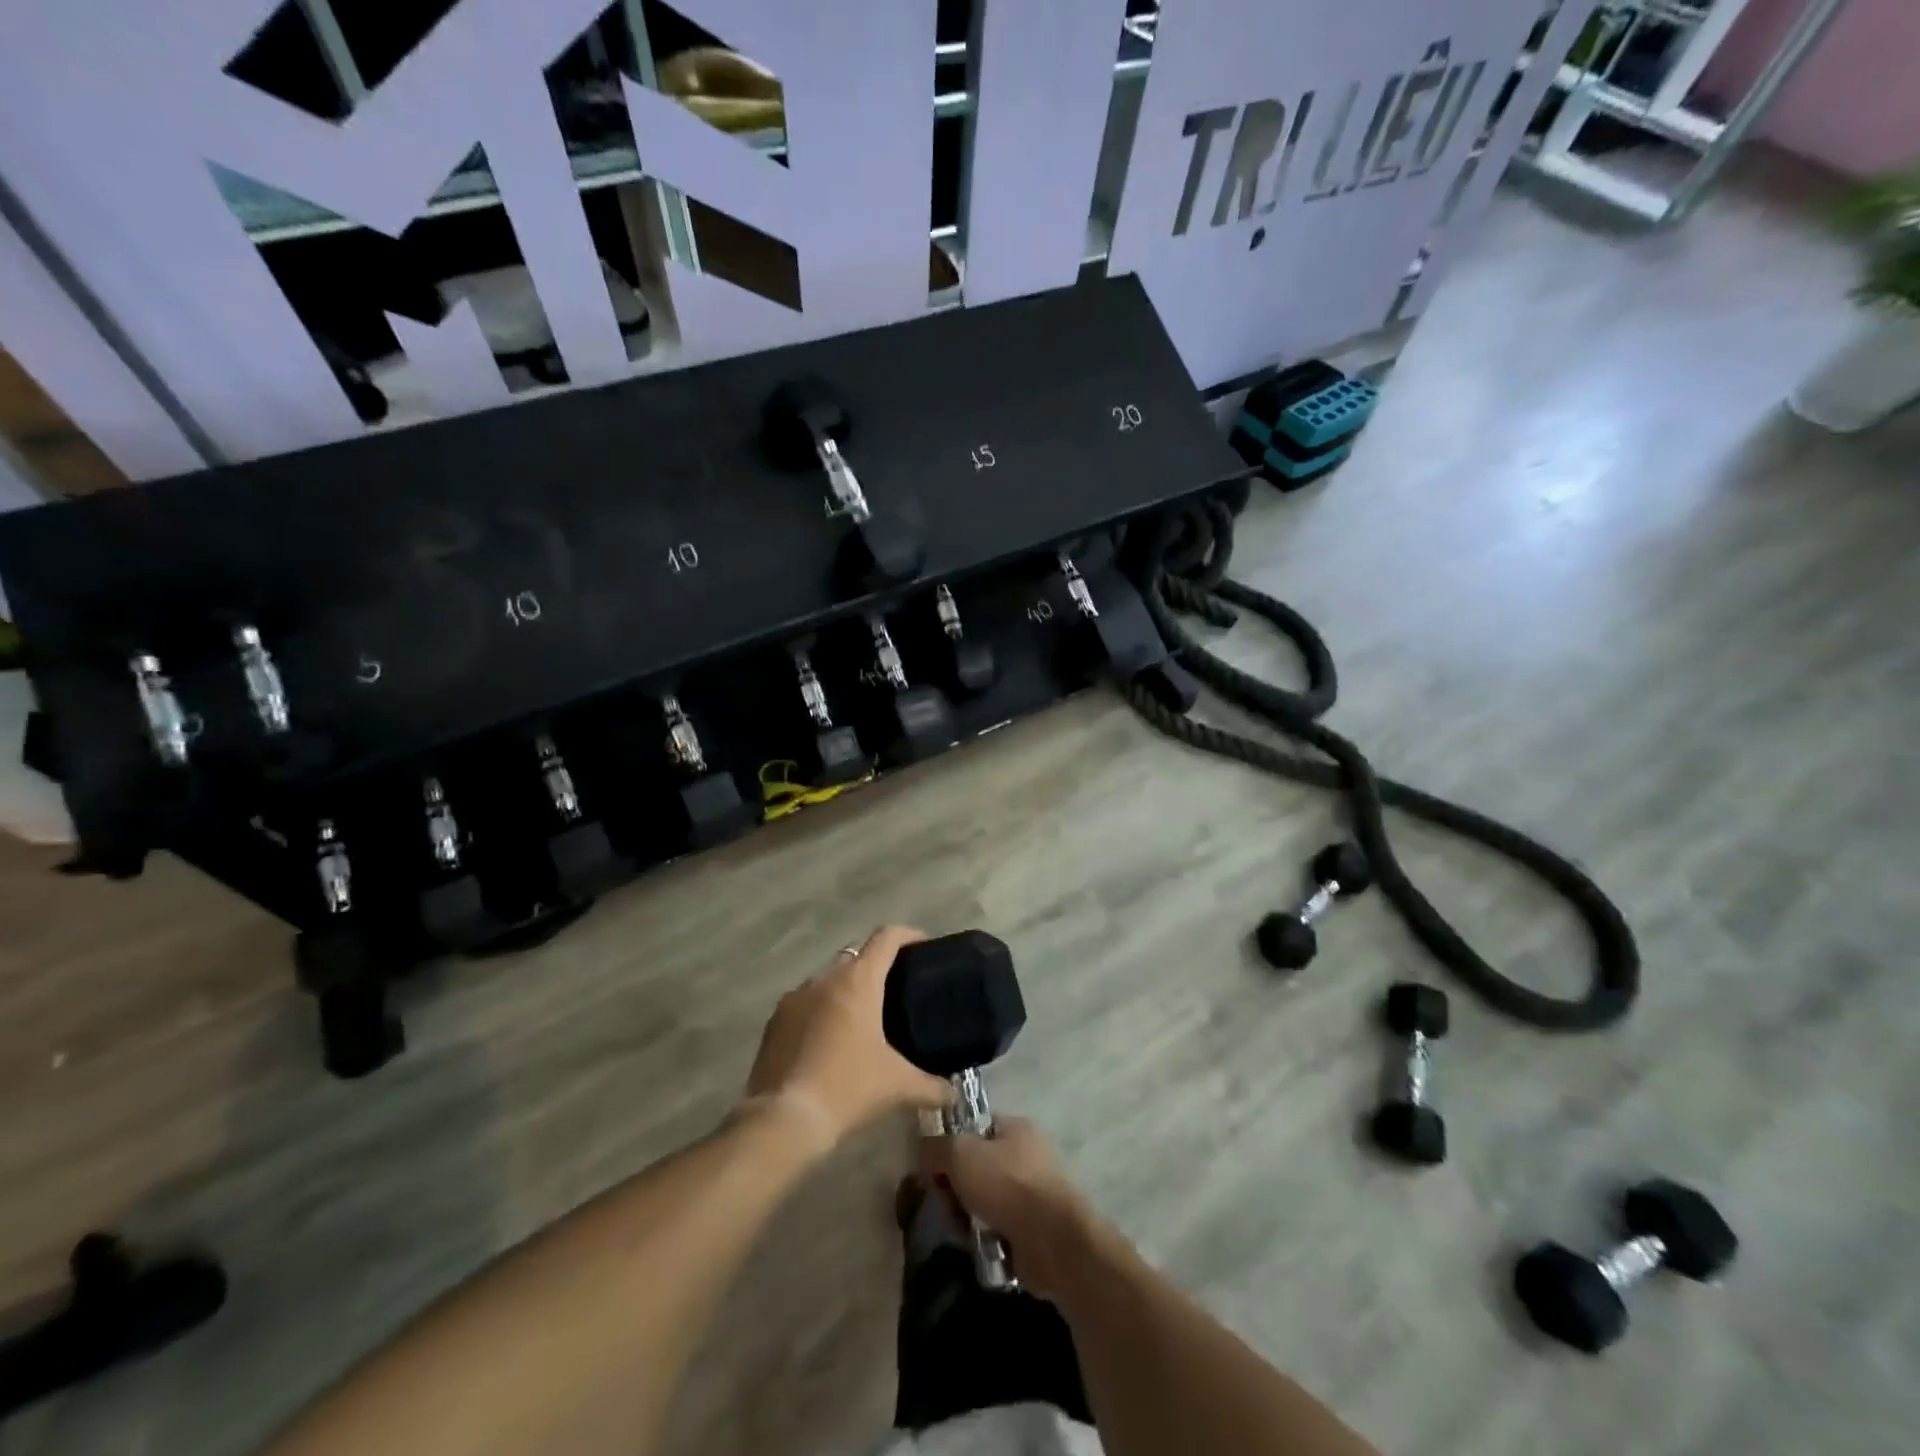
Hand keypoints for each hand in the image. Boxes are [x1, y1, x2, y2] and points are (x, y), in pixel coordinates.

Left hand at [742, 926, 953, 1152]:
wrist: (784, 1120)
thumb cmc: (848, 1089)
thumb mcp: (898, 1087)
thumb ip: (932, 1086)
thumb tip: (953, 1093)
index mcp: (858, 981)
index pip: (886, 938)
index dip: (908, 935)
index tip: (923, 946)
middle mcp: (825, 978)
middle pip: (856, 955)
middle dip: (876, 965)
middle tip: (896, 990)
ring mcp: (795, 997)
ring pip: (827, 980)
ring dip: (845, 990)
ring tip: (863, 1018)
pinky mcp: (774, 1021)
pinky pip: (805, 1004)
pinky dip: (820, 1011)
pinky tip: (829, 1041)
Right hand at [920, 1117, 1106, 1299]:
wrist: (1052, 1241)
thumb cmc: (1006, 1184)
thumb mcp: (960, 1154)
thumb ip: (936, 1148)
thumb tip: (923, 1153)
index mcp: (1016, 1127)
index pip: (974, 1127)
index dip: (950, 1144)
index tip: (932, 1169)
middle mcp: (1029, 1154)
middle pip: (980, 1165)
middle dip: (958, 1185)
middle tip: (944, 1203)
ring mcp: (1036, 1192)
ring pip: (988, 1198)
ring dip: (971, 1214)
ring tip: (959, 1229)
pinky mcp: (1037, 1228)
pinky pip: (1001, 1227)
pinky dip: (987, 1236)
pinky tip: (976, 1245)